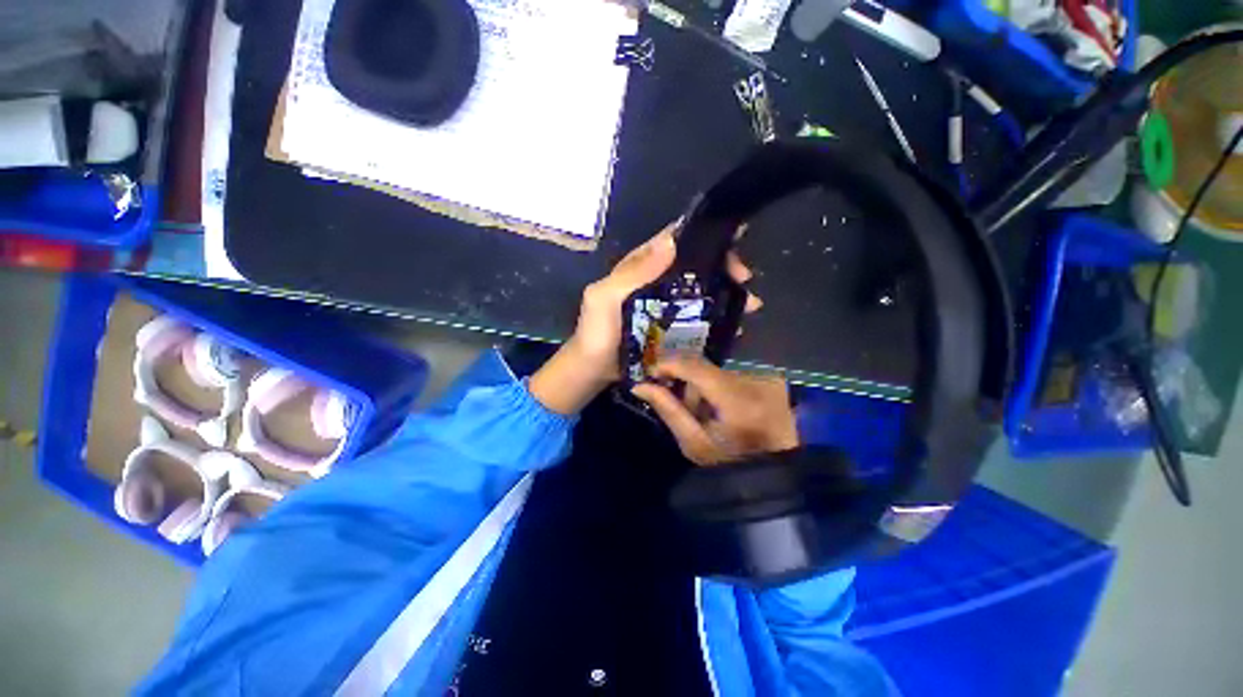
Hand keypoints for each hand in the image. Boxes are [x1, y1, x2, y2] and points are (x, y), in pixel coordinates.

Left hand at [529, 221, 758, 414]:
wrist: (593, 369)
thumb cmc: (596, 332)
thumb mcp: (606, 298)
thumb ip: (633, 273)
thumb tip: (671, 242)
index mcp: (639, 267)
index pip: (675, 241)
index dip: (703, 237)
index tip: (734, 239)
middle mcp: (656, 281)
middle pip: (694, 266)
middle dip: (723, 267)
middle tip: (745, 279)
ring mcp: (665, 305)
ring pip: (700, 291)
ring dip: (726, 293)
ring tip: (750, 305)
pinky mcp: (671, 327)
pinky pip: (697, 317)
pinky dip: (717, 317)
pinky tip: (735, 326)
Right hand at [631, 357, 797, 465]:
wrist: (775, 476)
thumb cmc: (730, 465)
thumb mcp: (693, 443)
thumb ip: (668, 410)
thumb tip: (640, 386)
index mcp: (738, 402)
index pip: (696, 368)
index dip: (670, 364)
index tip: (651, 373)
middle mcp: (756, 383)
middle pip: (706, 369)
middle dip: (687, 383)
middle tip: (684, 407)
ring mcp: (768, 380)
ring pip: (718, 371)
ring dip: (704, 386)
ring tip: (707, 414)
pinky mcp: (772, 380)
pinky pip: (733, 375)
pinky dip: (721, 388)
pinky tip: (724, 409)